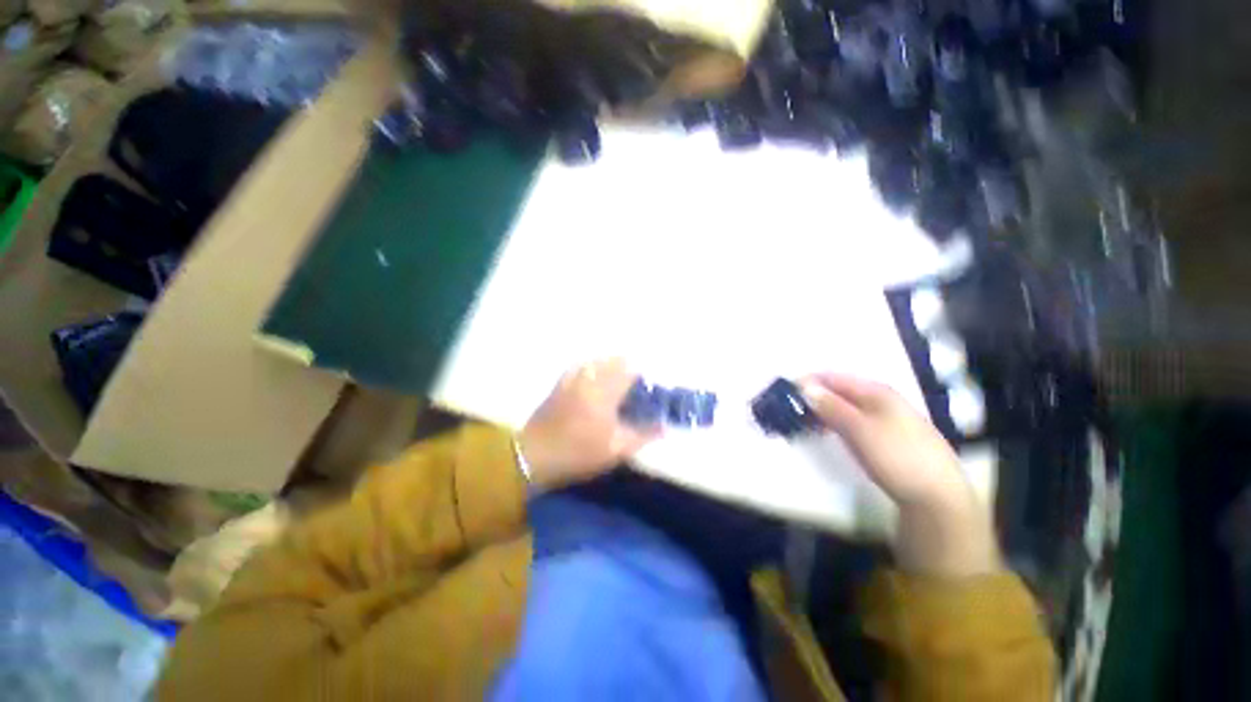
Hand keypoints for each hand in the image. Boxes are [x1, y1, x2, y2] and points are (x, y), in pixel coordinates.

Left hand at [518, 359, 659, 489]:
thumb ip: (643, 435)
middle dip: (628, 368)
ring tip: (617, 378)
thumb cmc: (578, 453)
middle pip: (613, 361)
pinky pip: (580, 366)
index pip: (629, 371)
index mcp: (605, 392)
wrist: (534, 455)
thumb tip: (664, 427)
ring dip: (610, 365)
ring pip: (596, 361)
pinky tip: (594, 376)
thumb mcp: (615, 449)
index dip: (642, 376)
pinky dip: (591, 367)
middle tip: (634, 384)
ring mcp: (572, 379)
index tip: (647, 387)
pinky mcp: (560, 383)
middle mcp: (589, 378)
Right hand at [799, 373, 998, 576]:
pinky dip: (833, 423)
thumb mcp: (860, 429)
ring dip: (821, 411)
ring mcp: (884, 419)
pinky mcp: (884, 437)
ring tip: (800, 422)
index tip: (784, 392)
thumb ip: (831, 406)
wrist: (936, 496)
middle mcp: (880, 400)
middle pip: (838, 391)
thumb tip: (804, 387)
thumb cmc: (897, 456)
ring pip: (843, 407)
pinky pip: (851, 421)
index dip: (808, 382)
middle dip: (812, 397)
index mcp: (876, 391)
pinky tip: (824, 432)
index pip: (833, 378)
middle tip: (789, 409)